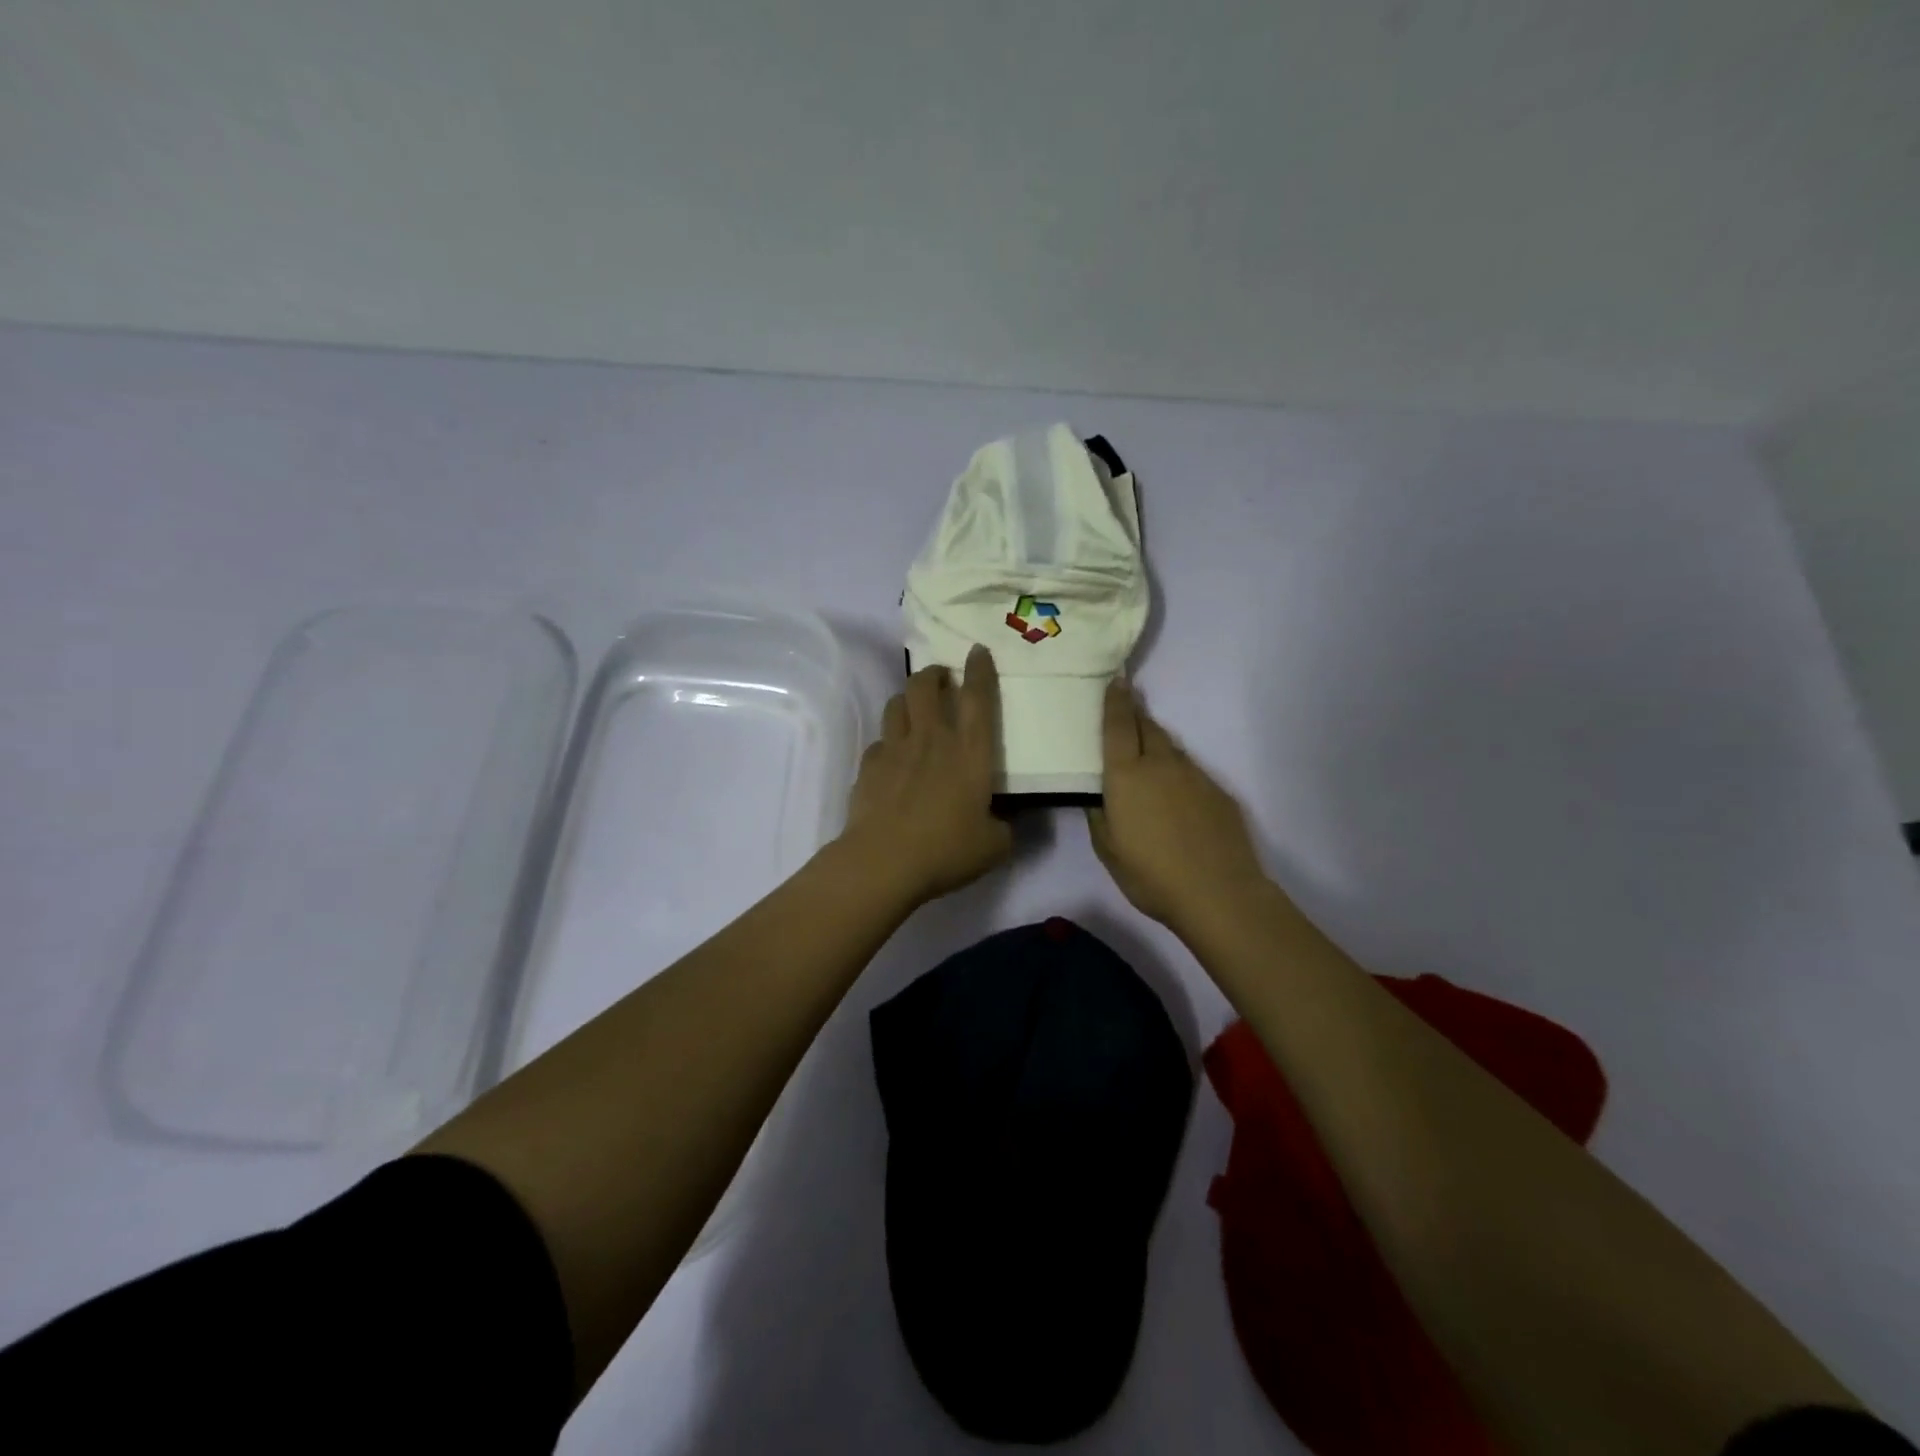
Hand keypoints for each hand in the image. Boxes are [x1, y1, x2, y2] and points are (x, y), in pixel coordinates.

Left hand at [839, 644, 1011, 904]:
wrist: (884, 862)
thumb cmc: (947, 849)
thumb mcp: (994, 845)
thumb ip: (1005, 827)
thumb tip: (1004, 822)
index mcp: (969, 752)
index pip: (978, 698)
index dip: (979, 670)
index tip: (977, 651)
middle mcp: (932, 739)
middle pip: (925, 686)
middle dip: (934, 674)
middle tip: (942, 680)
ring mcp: (895, 749)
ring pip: (896, 704)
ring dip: (907, 699)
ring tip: (914, 710)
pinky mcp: (868, 766)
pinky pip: (879, 741)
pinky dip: (888, 742)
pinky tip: (892, 759)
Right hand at [1087, 678, 1268, 932]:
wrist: (1219, 893)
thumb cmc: (1151, 875)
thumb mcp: (1108, 849)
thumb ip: (1099, 815)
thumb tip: (1098, 795)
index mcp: (1127, 775)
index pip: (1118, 725)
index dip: (1115, 701)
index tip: (1115, 679)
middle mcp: (1161, 764)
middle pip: (1147, 727)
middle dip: (1135, 714)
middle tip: (1126, 709)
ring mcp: (1195, 775)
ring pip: (1171, 747)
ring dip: (1157, 743)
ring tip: (1148, 754)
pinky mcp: (1218, 792)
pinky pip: (1191, 771)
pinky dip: (1178, 772)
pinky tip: (1177, 796)